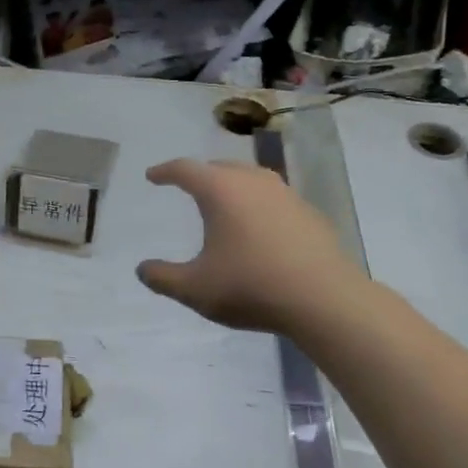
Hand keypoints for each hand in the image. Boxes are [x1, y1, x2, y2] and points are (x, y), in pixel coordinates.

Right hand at [136, 158, 364, 335]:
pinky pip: (274, 199)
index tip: (153, 176)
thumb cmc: (250, 286)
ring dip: (232, 187)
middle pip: (220, 167)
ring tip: (223, 204)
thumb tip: (143, 269)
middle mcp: (253, 182)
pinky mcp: (309, 213)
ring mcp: (286, 195)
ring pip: (251, 179)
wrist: (324, 299)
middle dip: (200, 175)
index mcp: (221, 191)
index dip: (165, 171)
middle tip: (187, 187)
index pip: (185, 169)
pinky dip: (258, 206)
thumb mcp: (194, 289)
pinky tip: (259, 230)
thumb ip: (163, 277)